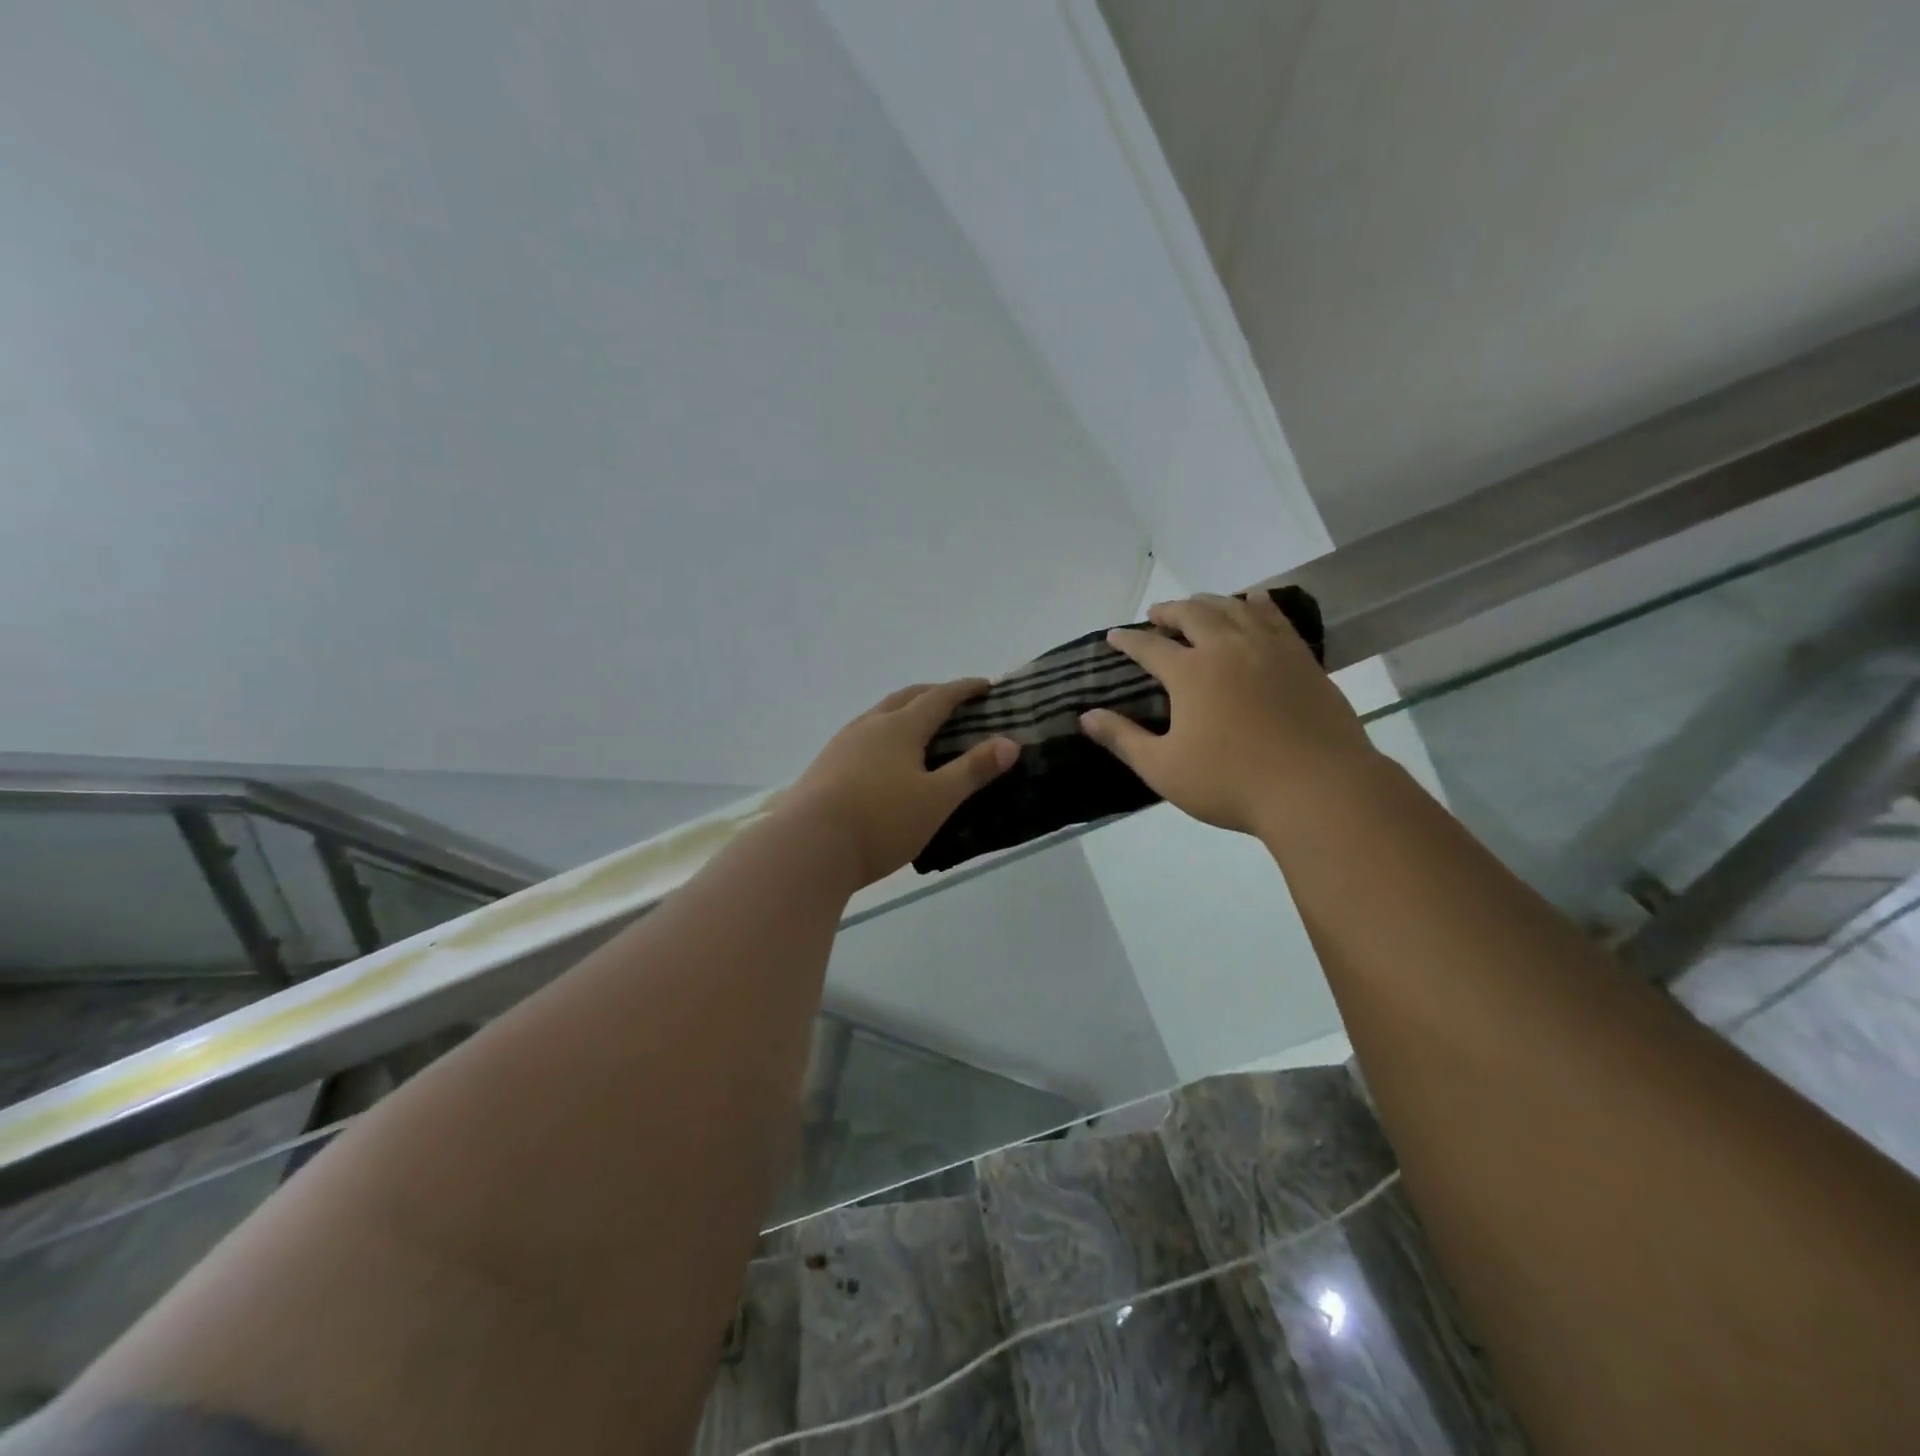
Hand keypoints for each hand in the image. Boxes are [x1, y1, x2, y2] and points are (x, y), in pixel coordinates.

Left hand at [781, 679, 1018, 887]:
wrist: (807, 847)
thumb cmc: (881, 821)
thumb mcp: (937, 799)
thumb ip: (973, 770)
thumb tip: (1010, 743)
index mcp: (899, 727)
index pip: (938, 697)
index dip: (964, 689)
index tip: (985, 686)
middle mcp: (869, 726)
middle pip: (905, 698)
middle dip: (932, 694)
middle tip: (954, 702)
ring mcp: (841, 744)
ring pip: (878, 715)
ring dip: (903, 712)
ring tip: (919, 729)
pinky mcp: (824, 766)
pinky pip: (861, 737)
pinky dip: (883, 735)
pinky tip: (881, 759)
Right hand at [1079, 592, 1376, 835]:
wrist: (1318, 788)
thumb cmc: (1231, 783)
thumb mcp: (1163, 769)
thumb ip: (1123, 739)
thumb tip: (1086, 717)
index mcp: (1190, 673)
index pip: (1149, 647)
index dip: (1128, 640)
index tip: (1114, 636)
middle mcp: (1227, 648)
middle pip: (1193, 614)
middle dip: (1169, 611)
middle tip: (1156, 615)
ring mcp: (1269, 648)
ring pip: (1233, 608)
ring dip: (1209, 602)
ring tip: (1197, 605)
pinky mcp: (1302, 658)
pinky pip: (1275, 617)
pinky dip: (1258, 604)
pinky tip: (1254, 602)